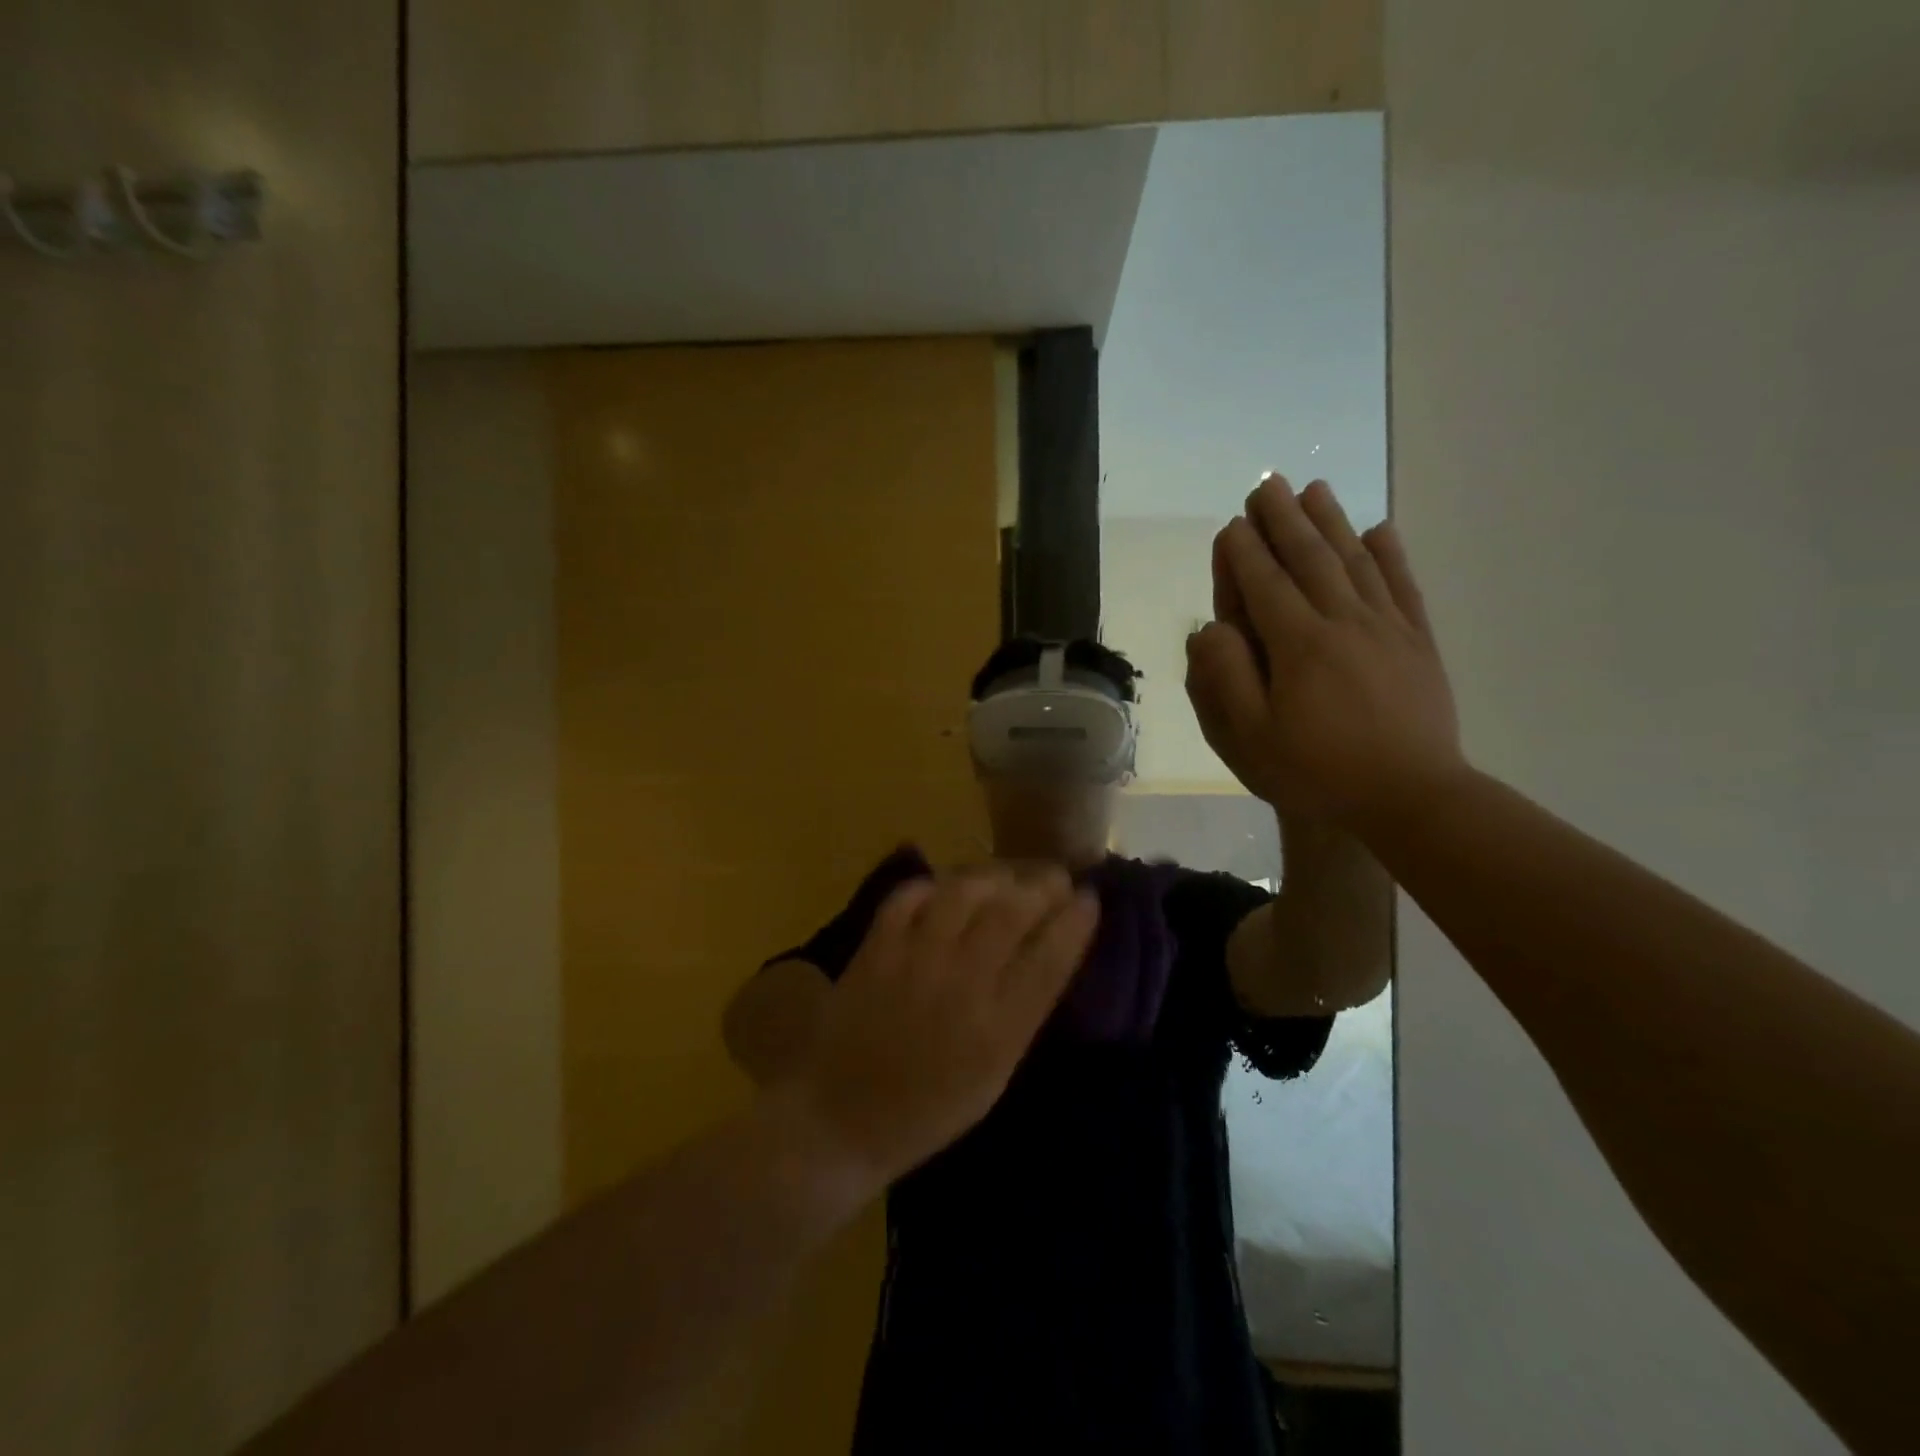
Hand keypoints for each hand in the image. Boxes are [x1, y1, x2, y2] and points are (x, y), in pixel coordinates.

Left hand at [788, 866, 1098, 1192]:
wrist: (841, 1120)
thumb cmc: (927, 1110)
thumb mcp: (994, 1077)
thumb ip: (1022, 1015)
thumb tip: (1047, 955)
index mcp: (999, 1029)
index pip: (1051, 958)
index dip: (1076, 921)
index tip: (1090, 899)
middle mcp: (962, 984)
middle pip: (1013, 912)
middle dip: (1043, 886)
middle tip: (1054, 879)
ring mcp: (914, 960)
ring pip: (964, 891)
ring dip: (993, 876)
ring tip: (1005, 879)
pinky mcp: (875, 948)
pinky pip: (909, 896)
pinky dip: (931, 885)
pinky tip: (945, 890)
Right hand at [1184, 473, 1465, 827]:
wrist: (1411, 797)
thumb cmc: (1318, 771)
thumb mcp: (1250, 737)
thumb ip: (1224, 678)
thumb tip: (1210, 628)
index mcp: (1298, 644)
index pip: (1264, 583)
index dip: (1244, 551)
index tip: (1231, 524)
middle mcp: (1343, 621)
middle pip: (1309, 557)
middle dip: (1283, 518)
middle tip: (1267, 484)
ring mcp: (1387, 627)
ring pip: (1355, 560)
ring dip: (1331, 521)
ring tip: (1315, 488)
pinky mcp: (1418, 642)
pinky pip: (1402, 585)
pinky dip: (1390, 553)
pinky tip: (1380, 529)